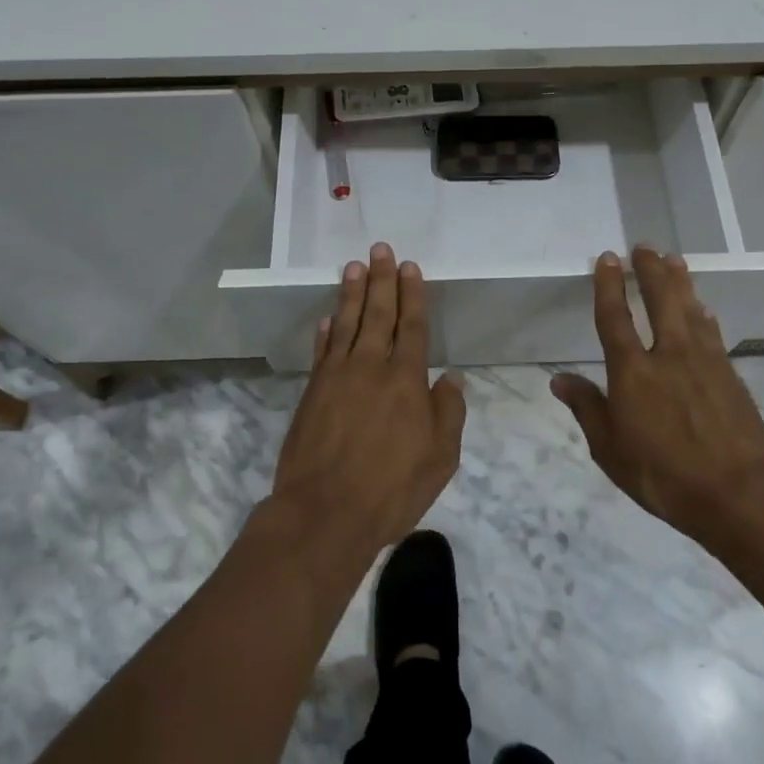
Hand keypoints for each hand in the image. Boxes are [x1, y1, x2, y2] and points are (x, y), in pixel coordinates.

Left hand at [271, 243, 466, 553]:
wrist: (325, 513)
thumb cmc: (391, 489)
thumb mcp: (440, 459)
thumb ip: (448, 413)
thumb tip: (451, 378)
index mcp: (406, 379)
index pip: (412, 326)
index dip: (412, 294)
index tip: (409, 267)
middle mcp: (371, 366)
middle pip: (378, 313)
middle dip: (381, 279)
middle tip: (380, 249)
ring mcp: (337, 377)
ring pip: (347, 323)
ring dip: (351, 293)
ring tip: (354, 266)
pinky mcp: (312, 392)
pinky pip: (322, 351)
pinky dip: (326, 331)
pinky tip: (328, 318)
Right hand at [552, 247, 763, 545]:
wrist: (739, 494)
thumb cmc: (663, 475)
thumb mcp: (610, 450)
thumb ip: (587, 409)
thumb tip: (558, 379)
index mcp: (632, 371)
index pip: (615, 318)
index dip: (609, 286)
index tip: (608, 258)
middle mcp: (668, 355)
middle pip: (659, 301)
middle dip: (650, 271)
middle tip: (645, 247)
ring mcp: (704, 362)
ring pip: (689, 310)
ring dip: (680, 282)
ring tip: (674, 259)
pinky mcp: (730, 375)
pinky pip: (713, 333)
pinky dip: (705, 315)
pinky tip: (704, 308)